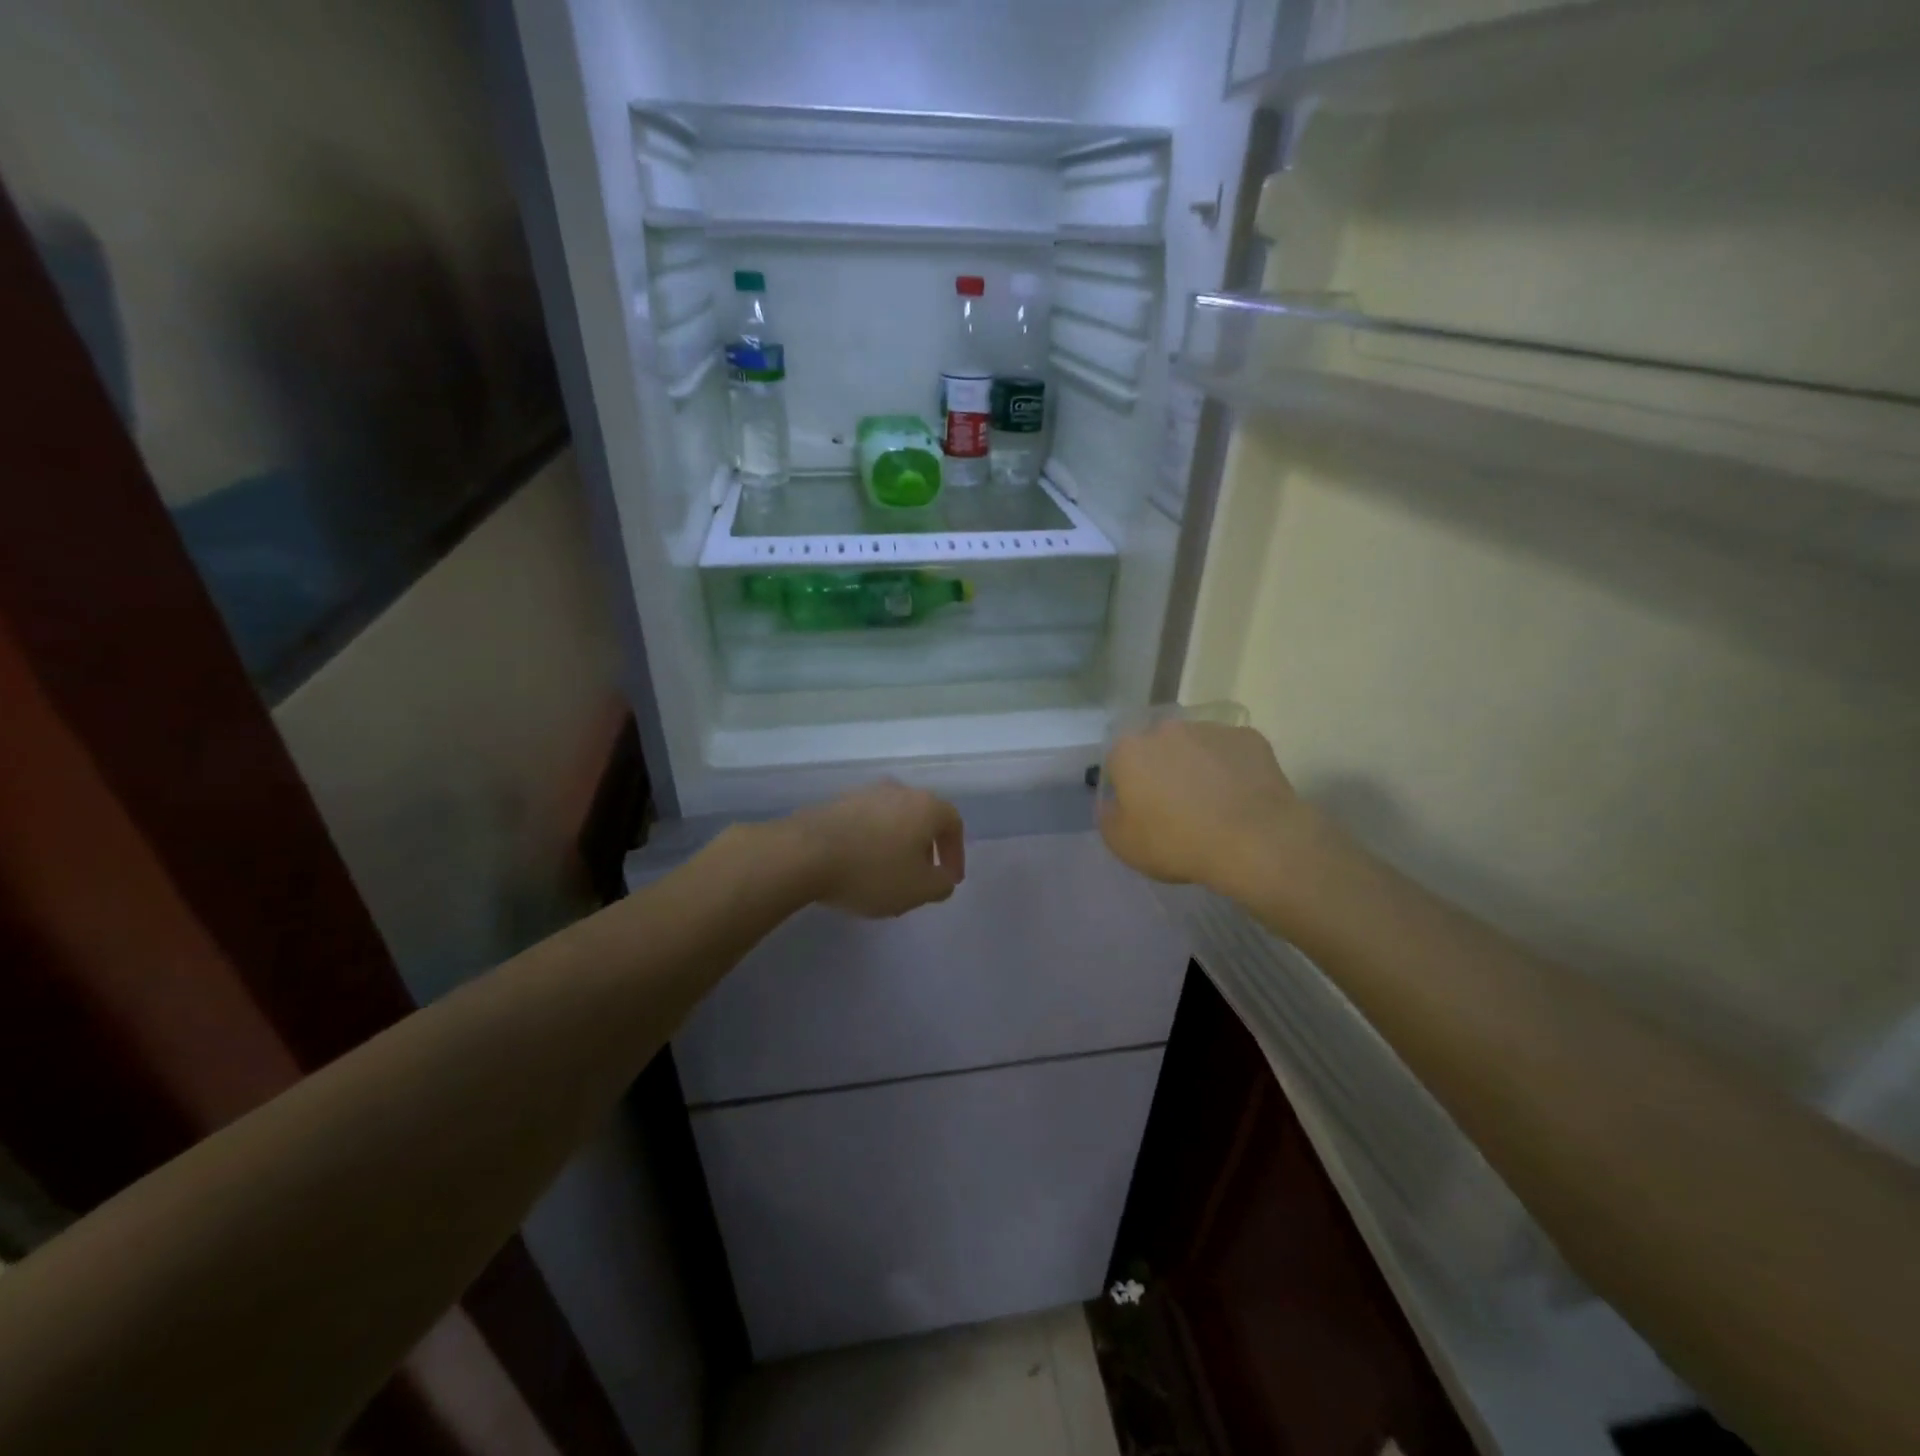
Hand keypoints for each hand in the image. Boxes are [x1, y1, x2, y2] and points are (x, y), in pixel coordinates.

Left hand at [785, 780, 965, 918]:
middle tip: (921, 876)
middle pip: (922, 817)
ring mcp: (864, 793)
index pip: (953, 823)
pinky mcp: (836, 802)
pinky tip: (858, 865)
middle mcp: (898, 791)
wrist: (805, 853)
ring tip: (888, 874)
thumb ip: (940, 885)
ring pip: (892, 819)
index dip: (955, 853)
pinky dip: (870, 841)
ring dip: (896, 844)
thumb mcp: (918, 890)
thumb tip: (943, 878)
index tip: (949, 879)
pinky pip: (865, 822)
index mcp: (925, 806)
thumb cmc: (872, 871)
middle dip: (925, 848)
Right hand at [1099, 720, 1314, 894]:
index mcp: (1129, 750)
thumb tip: (1113, 802)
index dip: (1128, 789)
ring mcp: (1210, 729)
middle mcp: (1166, 728)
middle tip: (1176, 806)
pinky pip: (1231, 752)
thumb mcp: (1122, 844)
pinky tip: (1240, 798)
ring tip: (1213, 803)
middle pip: (1157, 748)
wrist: (1253, 841)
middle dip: (1162, 770)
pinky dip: (1231, 769)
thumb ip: (1108, 816)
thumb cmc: (1177, 843)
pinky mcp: (1248, 737)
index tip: (1141, 812)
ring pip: (1195, 746)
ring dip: (1197, 766)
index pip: (1118, 763)